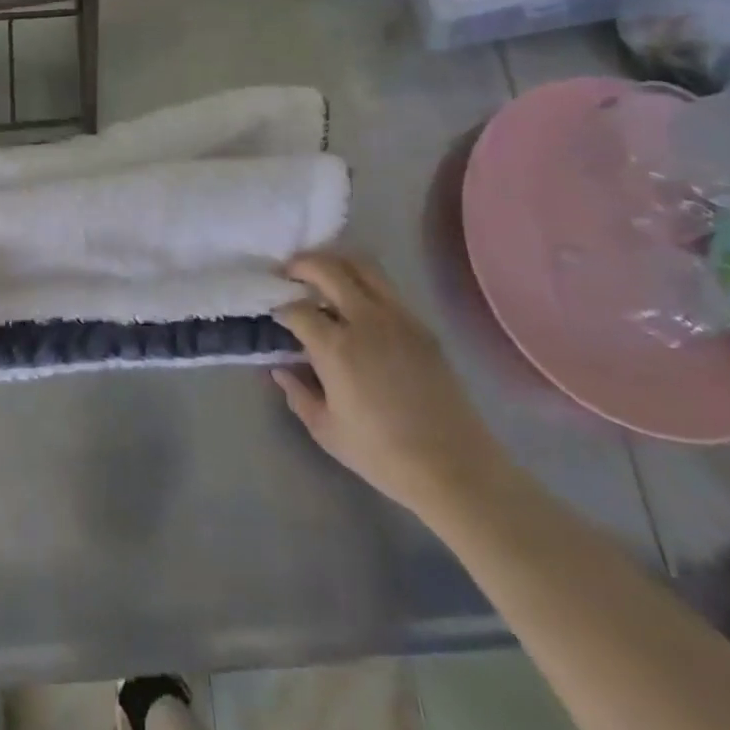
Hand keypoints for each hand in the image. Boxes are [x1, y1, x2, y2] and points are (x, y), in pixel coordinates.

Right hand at [272, 251, 512, 518]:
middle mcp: (365, 320)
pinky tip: (355, 300)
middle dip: (301, 265)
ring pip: (361, 266)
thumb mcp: (327, 431)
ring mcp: (397, 316)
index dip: (280, 307)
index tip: (275, 312)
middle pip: (327, 269)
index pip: (297, 309)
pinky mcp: (420, 324)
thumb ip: (298, 394)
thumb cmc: (383, 454)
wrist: (454, 467)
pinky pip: (385, 287)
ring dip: (334, 263)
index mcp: (336, 347)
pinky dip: (362, 281)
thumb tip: (280, 369)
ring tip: (321, 274)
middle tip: (288, 272)